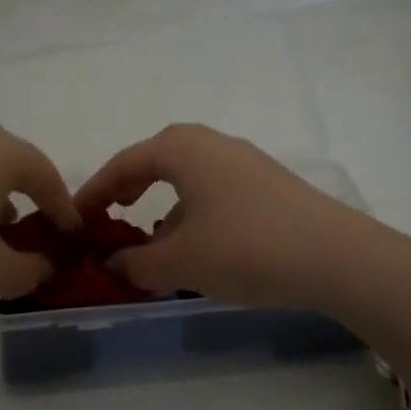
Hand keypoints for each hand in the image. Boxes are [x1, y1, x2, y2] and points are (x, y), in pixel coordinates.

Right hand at [74, 124, 380, 308]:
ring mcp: (245, 162)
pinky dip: (194, 214)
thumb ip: (135, 264)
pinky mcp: (269, 185)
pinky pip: (215, 192)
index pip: (123, 164)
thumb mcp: (180, 262)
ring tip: (152, 245)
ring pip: (189, 179)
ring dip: (164, 208)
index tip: (74, 219)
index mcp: (182, 149)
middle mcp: (212, 144)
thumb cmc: (245, 249)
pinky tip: (199, 248)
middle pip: (156, 161)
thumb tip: (111, 265)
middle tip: (110, 217)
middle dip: (129, 190)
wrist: (336, 256)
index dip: (94, 193)